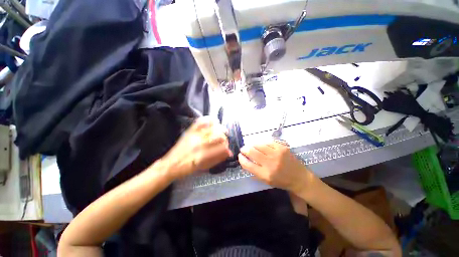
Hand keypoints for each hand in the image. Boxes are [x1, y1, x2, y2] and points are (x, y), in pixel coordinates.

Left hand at [160, 117, 231, 179]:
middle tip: (224, 141)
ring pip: (213, 127)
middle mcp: (199, 143)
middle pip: (219, 135)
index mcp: (203, 155)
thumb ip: (218, 159)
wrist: (171, 164)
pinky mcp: (190, 131)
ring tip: (221, 132)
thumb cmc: (187, 168)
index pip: (222, 147)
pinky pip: (201, 121)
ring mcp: (194, 135)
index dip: (227, 148)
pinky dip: (209, 119)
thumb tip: (229, 153)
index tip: (227, 149)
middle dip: (224, 139)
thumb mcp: (204, 167)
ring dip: (220, 129)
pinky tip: (214, 122)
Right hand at [238, 141, 315, 194]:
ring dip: (252, 145)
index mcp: (265, 174)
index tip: (239, 156)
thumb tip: (245, 160)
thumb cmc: (281, 181)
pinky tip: (261, 145)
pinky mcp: (282, 147)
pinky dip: (262, 143)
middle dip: (245, 149)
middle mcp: (270, 163)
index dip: (241, 159)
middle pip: (252, 152)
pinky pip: (267, 142)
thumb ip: (254, 171)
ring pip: (258, 145)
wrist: (299, 177)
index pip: (248, 164)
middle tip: (243, 149)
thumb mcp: (266, 180)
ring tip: (251, 146)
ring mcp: (277, 153)